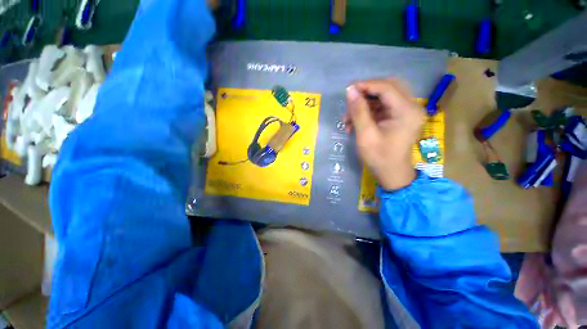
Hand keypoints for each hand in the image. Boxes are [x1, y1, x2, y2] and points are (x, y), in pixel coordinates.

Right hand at [344, 78, 424, 189]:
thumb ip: (358, 111)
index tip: (348, 90)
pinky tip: (356, 123)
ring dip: (365, 105)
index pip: (386, 88)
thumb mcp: (365, 135)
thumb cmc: (379, 157)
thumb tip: (350, 90)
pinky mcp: (400, 117)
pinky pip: (383, 106)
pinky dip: (368, 112)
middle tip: (350, 102)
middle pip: (388, 87)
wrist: (392, 174)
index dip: (366, 86)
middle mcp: (411, 107)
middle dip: (366, 93)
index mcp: (406, 111)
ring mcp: (407, 112)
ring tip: (349, 119)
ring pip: (384, 97)